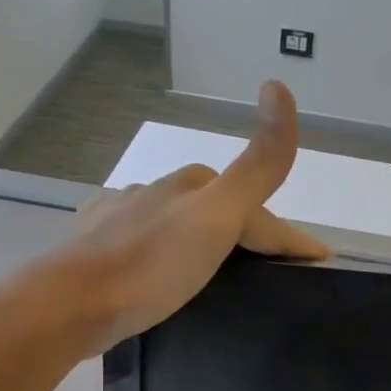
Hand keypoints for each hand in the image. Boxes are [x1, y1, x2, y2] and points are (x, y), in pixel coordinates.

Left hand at [53, 81, 329, 354]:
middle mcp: (156, 193)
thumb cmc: (150, 265)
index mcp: (191, 186)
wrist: (71, 304)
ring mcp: (122, 219)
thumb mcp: (216, 218)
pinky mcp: (97, 249)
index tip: (319, 264)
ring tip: (221, 282)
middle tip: (272, 275)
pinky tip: (161, 275)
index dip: (290, 237)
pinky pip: (144, 246)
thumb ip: (256, 167)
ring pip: (179, 228)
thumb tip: (279, 87)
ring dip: (204, 245)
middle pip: (217, 213)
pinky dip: (164, 256)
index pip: (256, 208)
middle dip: (248, 237)